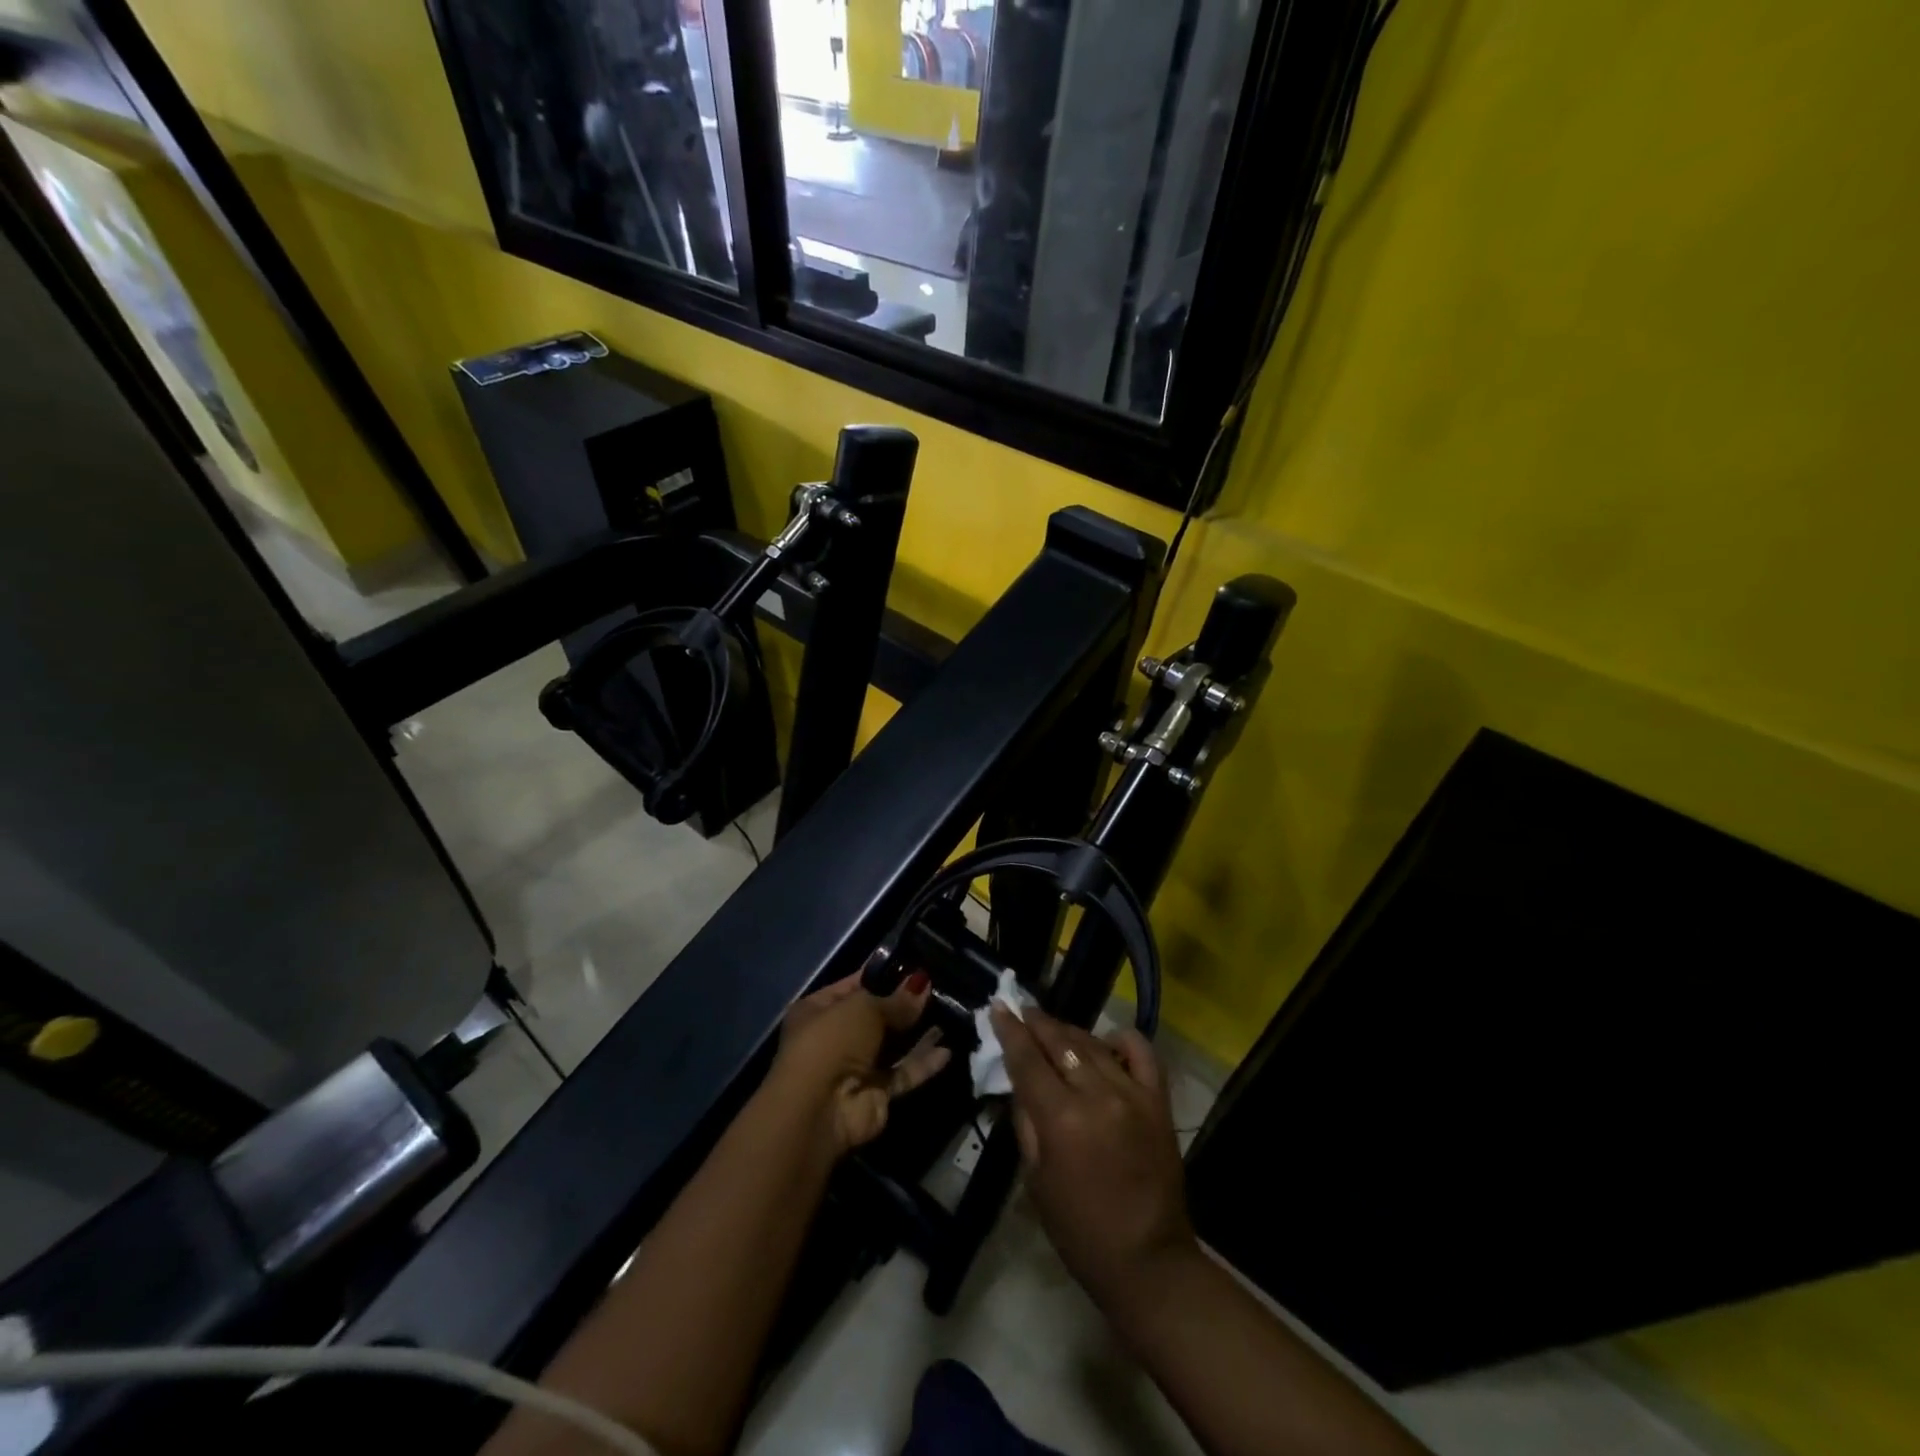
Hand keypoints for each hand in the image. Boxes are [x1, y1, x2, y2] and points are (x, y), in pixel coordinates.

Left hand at [771, 966, 949, 1155]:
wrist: (819, 1110)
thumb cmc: (832, 1042)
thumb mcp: (864, 1008)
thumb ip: (896, 1000)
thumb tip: (921, 984)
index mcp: (818, 1010)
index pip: (854, 985)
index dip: (882, 974)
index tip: (914, 965)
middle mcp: (835, 1038)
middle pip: (876, 1016)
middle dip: (904, 1003)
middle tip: (937, 986)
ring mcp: (855, 1068)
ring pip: (892, 1046)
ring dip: (917, 1033)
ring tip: (948, 1012)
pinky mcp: (875, 1095)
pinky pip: (903, 1073)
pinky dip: (923, 1063)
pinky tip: (947, 1050)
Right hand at [993, 1004, 1195, 1308]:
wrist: (1148, 1261)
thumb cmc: (1080, 1230)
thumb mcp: (1036, 1179)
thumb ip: (1026, 1122)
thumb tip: (1019, 1081)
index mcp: (1061, 1118)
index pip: (1027, 1058)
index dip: (1009, 1030)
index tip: (998, 1007)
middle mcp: (1096, 1094)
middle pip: (1059, 1041)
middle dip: (1036, 1022)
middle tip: (1021, 1010)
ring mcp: (1132, 1093)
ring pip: (1093, 1043)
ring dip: (1069, 1030)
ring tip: (1052, 1026)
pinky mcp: (1158, 1100)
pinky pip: (1141, 1052)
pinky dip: (1121, 1039)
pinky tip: (1105, 1042)